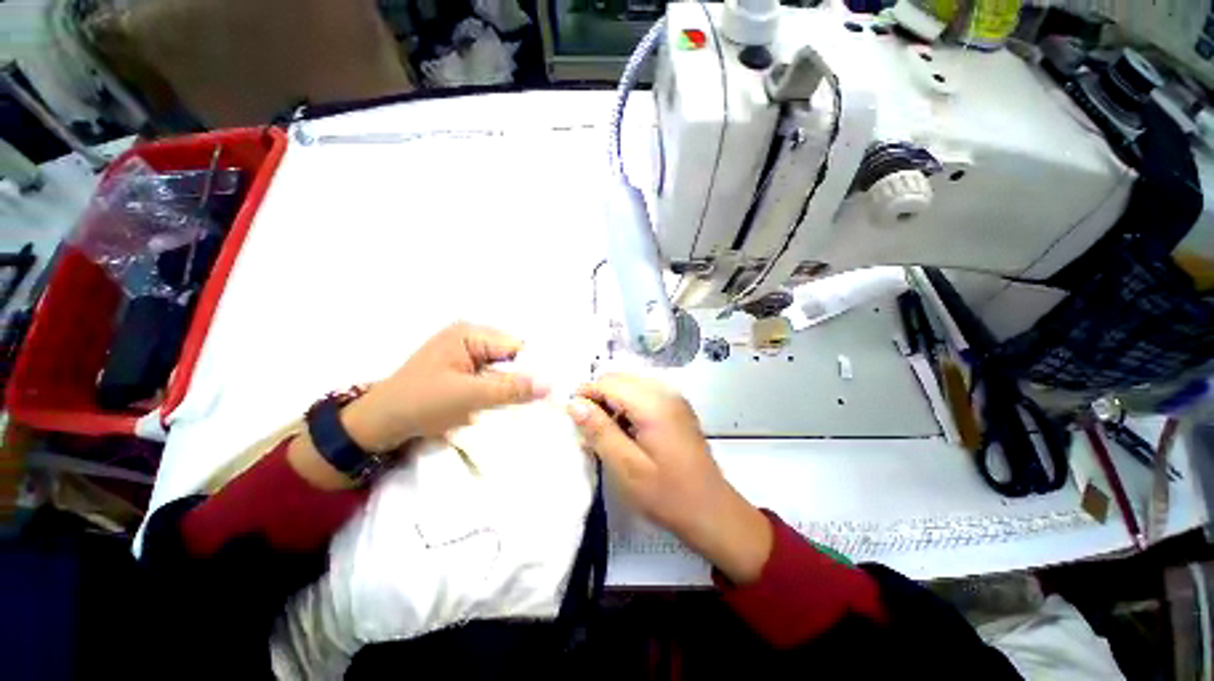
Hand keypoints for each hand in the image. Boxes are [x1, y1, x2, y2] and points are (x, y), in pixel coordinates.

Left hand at [342, 323, 548, 452]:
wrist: (379, 424)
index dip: (535, 366)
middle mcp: (471, 338)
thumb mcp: (468, 395)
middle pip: (512, 357)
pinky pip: (493, 378)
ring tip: (527, 405)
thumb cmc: (420, 403)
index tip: (551, 389)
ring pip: (504, 369)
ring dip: (513, 387)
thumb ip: (511, 389)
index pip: (516, 346)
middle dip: (524, 378)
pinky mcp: (465, 371)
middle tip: (542, 401)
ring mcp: (467, 354)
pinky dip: (501, 392)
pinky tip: (507, 405)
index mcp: (470, 333)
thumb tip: (551, 384)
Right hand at [567, 374, 771, 583]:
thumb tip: (574, 403)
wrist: (711, 510)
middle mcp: (665, 392)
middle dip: (598, 396)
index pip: (609, 383)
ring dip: (613, 401)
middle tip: (586, 426)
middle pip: (620, 379)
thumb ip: (599, 430)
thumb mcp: (626, 466)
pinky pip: (644, 395)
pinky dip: (628, 406)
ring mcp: (674, 398)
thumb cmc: (666, 493)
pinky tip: (625, 431)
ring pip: (631, 385)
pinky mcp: (677, 408)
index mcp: (653, 403)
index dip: (585, 394)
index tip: (569, 414)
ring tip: (605, 432)